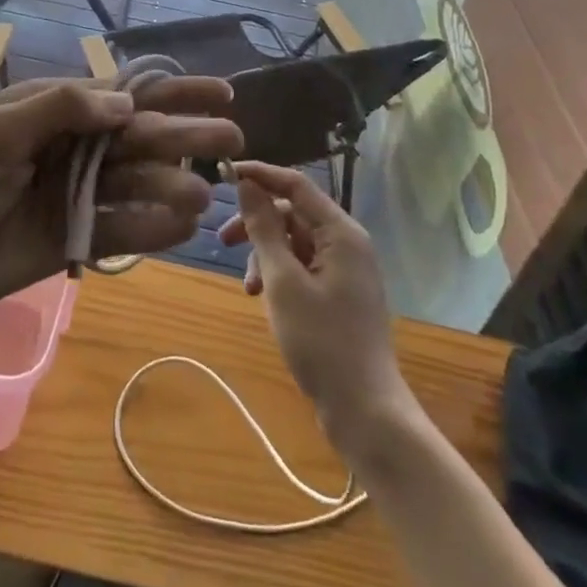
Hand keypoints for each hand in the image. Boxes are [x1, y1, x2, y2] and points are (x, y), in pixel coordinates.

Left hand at [0, 76, 241, 325]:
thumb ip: (57, 110)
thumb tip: (124, 102)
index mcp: (55, 113)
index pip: (124, 94)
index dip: (173, 91)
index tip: (220, 91)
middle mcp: (74, 148)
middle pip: (141, 138)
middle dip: (186, 136)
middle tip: (232, 142)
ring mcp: (77, 195)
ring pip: (138, 185)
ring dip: (172, 187)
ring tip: (204, 199)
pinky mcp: (75, 239)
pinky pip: (122, 230)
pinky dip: (152, 230)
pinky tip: (183, 230)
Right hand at [220, 162, 411, 441]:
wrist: (365, 410)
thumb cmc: (321, 341)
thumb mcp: (282, 281)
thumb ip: (264, 229)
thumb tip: (247, 185)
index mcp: (341, 233)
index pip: (296, 185)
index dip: (260, 175)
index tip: (224, 175)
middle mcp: (347, 243)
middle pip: (294, 214)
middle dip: (257, 224)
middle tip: (222, 241)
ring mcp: (346, 269)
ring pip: (295, 242)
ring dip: (265, 255)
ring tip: (248, 288)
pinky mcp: (340, 292)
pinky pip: (304, 266)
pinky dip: (279, 275)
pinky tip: (263, 298)